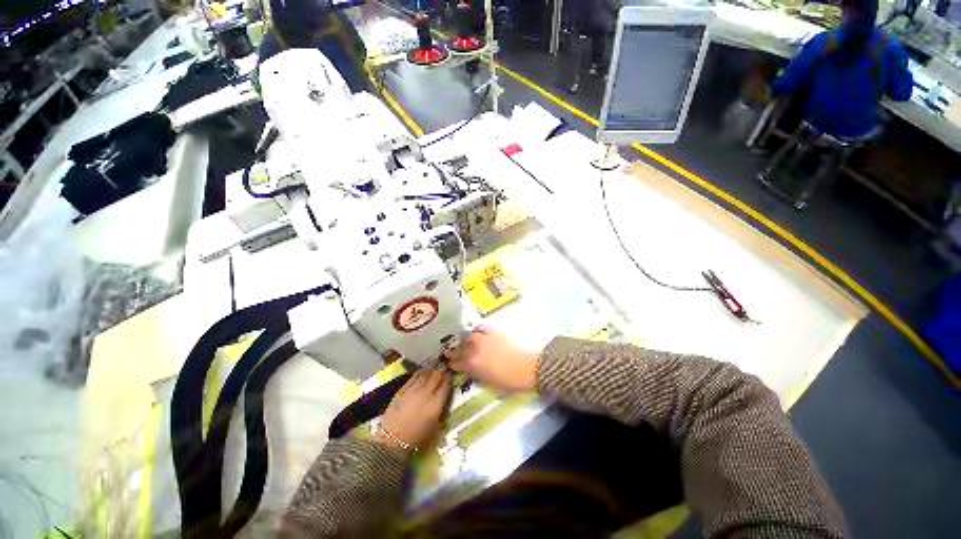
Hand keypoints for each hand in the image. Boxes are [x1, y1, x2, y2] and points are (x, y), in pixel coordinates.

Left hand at [376, 370, 451, 451]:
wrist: (392, 440)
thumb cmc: (416, 438)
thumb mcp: (435, 428)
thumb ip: (441, 411)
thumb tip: (444, 399)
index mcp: (435, 404)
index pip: (445, 385)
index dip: (449, 378)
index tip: (450, 374)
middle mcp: (426, 393)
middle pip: (436, 376)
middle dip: (441, 371)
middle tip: (444, 367)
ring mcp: (413, 390)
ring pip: (425, 374)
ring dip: (431, 369)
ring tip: (435, 365)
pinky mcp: (402, 389)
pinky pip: (414, 377)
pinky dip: (420, 372)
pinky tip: (422, 371)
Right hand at [448, 327, 539, 391]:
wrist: (527, 367)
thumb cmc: (509, 381)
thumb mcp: (489, 383)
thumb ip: (476, 375)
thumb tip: (470, 370)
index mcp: (473, 365)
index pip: (457, 363)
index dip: (452, 363)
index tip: (449, 363)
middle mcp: (475, 349)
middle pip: (460, 348)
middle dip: (454, 350)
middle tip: (451, 351)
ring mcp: (484, 338)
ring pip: (468, 336)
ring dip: (464, 339)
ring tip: (463, 341)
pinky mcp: (493, 331)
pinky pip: (481, 328)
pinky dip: (477, 330)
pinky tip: (477, 332)